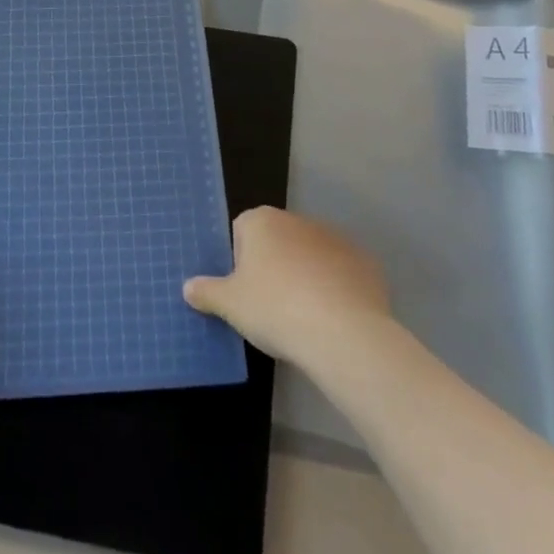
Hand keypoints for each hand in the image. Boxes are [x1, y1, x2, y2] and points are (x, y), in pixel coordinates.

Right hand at [184, 207, 389, 366]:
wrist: (342, 332)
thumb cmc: (274, 309)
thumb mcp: (230, 305)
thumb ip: (207, 292)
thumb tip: (188, 287)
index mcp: (262, 222)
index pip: (242, 231)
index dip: (241, 262)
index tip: (246, 292)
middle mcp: (298, 220)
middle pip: (278, 241)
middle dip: (274, 268)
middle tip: (272, 308)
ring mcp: (335, 238)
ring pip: (311, 256)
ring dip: (306, 277)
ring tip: (306, 318)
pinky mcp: (365, 262)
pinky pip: (342, 273)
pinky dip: (337, 290)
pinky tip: (335, 320)